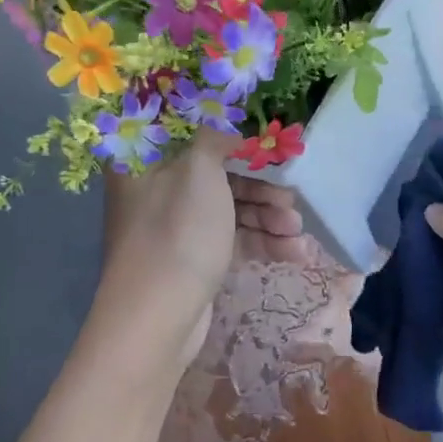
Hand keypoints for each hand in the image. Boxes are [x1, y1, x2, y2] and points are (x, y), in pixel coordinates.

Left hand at [97, 137, 308, 367]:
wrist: (158, 319)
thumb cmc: (177, 232)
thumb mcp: (199, 170)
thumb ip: (217, 137)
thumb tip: (228, 122)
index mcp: (145, 160)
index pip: (190, 132)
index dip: (229, 134)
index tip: (265, 140)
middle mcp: (157, 189)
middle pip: (217, 173)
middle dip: (261, 186)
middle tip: (291, 197)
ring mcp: (175, 226)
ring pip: (229, 208)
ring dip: (267, 216)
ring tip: (297, 231)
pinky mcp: (194, 257)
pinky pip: (231, 238)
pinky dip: (261, 242)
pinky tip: (296, 253)